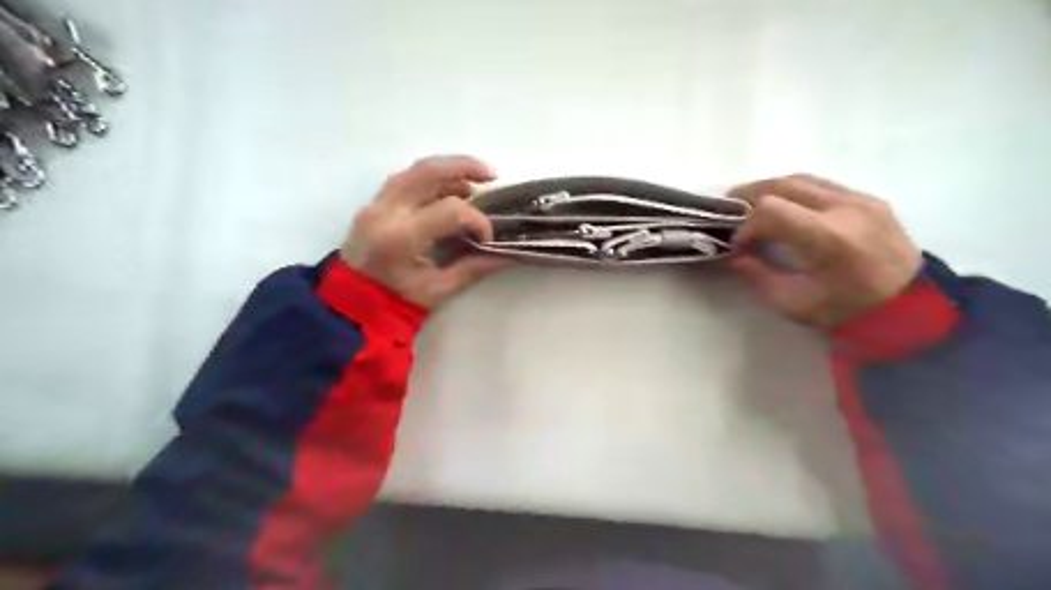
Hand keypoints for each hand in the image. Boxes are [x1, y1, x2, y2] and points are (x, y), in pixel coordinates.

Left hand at [342, 157, 512, 308]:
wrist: (352, 303)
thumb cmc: (397, 302)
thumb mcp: (439, 290)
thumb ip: (473, 268)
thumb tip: (507, 255)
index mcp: (401, 238)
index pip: (450, 211)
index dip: (477, 220)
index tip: (487, 238)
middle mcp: (385, 211)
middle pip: (428, 171)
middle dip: (465, 167)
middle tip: (493, 174)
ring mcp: (375, 203)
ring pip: (415, 170)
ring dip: (448, 170)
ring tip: (473, 183)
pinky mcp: (374, 203)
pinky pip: (405, 179)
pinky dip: (430, 179)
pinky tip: (447, 189)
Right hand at [734, 174, 922, 329]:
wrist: (913, 305)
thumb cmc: (849, 311)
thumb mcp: (795, 304)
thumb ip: (759, 277)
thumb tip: (735, 256)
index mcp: (829, 238)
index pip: (771, 210)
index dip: (746, 224)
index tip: (739, 244)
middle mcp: (845, 208)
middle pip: (782, 184)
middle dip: (748, 195)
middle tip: (729, 211)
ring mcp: (860, 199)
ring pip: (801, 179)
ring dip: (769, 189)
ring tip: (751, 207)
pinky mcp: (868, 198)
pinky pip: (821, 185)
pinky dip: (793, 192)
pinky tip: (784, 209)